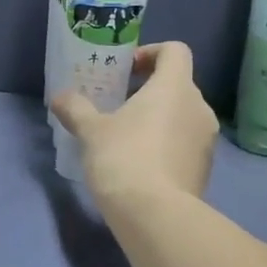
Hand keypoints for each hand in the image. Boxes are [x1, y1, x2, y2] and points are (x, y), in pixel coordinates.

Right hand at [51, 42, 216, 206]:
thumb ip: (76, 108)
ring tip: (128, 136)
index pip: (175, 51)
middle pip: (178, 83)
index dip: (152, 52)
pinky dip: (167, 144)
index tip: (128, 69)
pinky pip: (186, 143)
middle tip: (120, 104)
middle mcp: (198, 107)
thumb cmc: (124, 158)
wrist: (155, 216)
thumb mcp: (91, 131)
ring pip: (183, 115)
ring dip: (160, 118)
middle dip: (151, 89)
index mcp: (175, 87)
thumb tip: (60, 97)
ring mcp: (207, 140)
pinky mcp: (205, 168)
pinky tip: (141, 164)